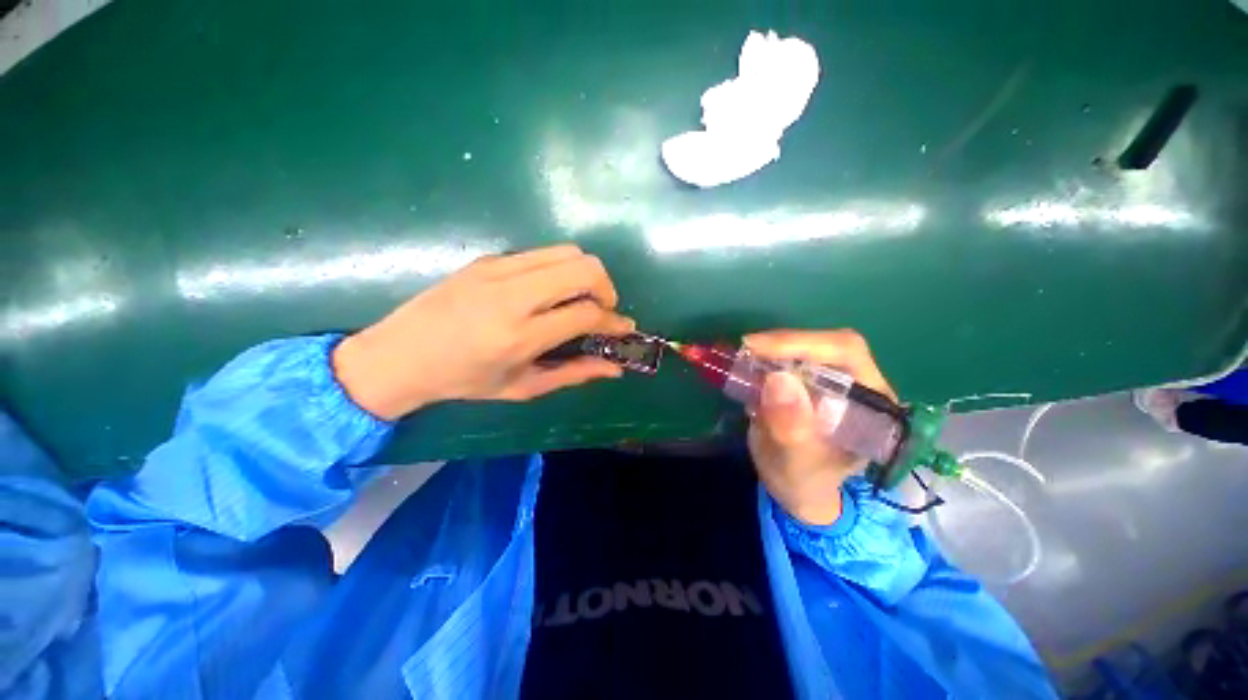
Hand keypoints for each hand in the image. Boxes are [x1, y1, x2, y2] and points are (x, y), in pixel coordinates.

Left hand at [332, 245, 634, 419]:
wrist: (400, 354)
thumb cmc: (463, 380)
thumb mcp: (522, 387)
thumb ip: (574, 374)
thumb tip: (614, 369)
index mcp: (520, 335)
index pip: (587, 313)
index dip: (614, 321)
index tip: (623, 328)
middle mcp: (513, 295)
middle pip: (585, 267)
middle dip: (607, 288)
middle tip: (602, 310)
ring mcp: (499, 269)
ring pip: (568, 251)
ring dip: (586, 274)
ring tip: (580, 298)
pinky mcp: (489, 258)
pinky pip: (542, 254)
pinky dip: (560, 269)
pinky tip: (550, 292)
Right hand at [744, 329, 896, 525]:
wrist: (796, 488)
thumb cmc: (804, 483)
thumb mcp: (795, 465)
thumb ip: (791, 431)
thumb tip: (777, 379)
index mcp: (872, 404)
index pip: (845, 353)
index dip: (801, 343)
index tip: (757, 348)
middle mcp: (859, 384)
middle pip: (826, 343)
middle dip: (783, 344)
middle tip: (745, 350)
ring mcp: (835, 380)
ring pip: (806, 346)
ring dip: (771, 349)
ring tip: (743, 360)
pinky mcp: (812, 380)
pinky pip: (790, 357)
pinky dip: (765, 357)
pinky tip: (748, 369)